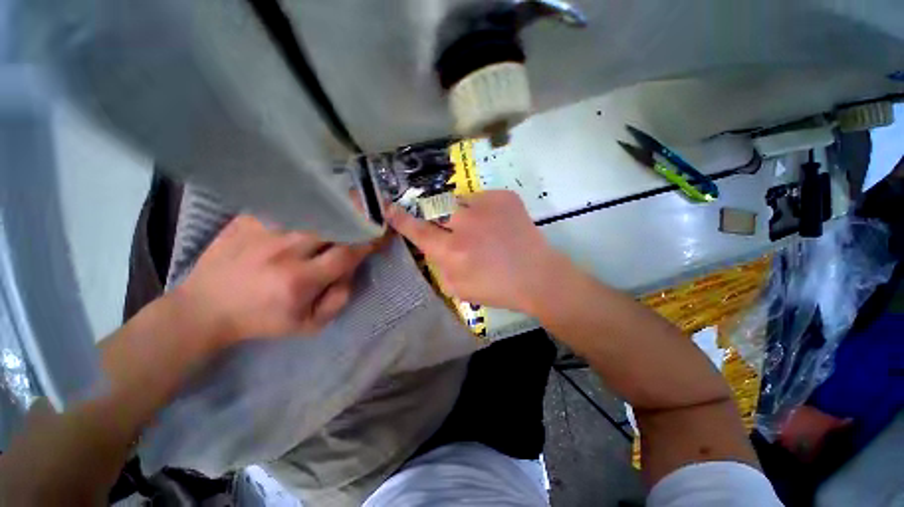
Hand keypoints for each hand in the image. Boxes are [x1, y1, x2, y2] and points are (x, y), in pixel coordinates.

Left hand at [173, 215, 379, 345]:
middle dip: (356, 218)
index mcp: (300, 281)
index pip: (347, 253)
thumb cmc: (262, 320)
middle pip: (332, 226)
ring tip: (349, 204)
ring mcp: (262, 232)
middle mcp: (283, 252)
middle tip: (370, 212)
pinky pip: (286, 205)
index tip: (382, 233)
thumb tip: (352, 269)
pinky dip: (306, 204)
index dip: (369, 241)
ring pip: (311, 212)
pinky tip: (314, 204)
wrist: (205, 309)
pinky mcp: (246, 220)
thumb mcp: (309, 324)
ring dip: (335, 209)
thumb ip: (340, 298)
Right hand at [387, 190, 567, 313]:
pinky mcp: (504, 197)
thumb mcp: (459, 288)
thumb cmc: (498, 288)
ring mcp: (486, 206)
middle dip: (444, 222)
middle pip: (439, 211)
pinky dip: (484, 210)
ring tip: (483, 230)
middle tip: (462, 235)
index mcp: (453, 251)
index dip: (401, 220)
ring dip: (465, 215)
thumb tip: (435, 248)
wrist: (538, 276)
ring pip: (460, 202)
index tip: (389, 208)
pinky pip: (481, 198)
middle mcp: (465, 225)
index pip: (418, 231)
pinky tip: (497, 225)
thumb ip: (440, 266)